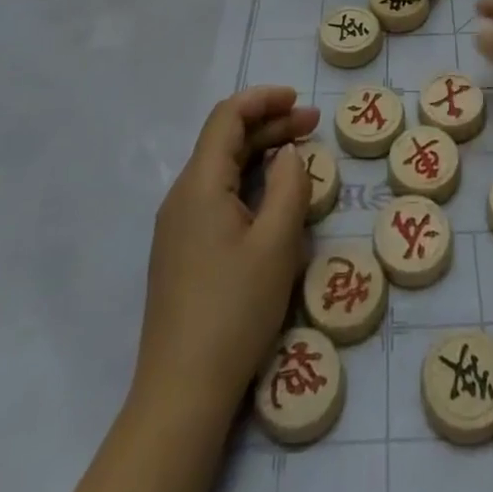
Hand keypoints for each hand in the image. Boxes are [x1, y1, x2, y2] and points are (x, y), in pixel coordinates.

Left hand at [133, 87, 320, 418]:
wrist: (181, 393)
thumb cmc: (234, 309)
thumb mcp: (277, 243)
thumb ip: (289, 186)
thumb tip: (288, 153)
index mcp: (200, 183)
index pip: (228, 116)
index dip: (264, 99)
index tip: (300, 101)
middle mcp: (183, 195)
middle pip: (225, 139)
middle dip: (270, 124)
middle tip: (314, 126)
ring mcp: (178, 225)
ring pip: (222, 168)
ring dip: (261, 153)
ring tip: (301, 156)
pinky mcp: (182, 251)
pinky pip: (217, 196)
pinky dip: (249, 182)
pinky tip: (273, 199)